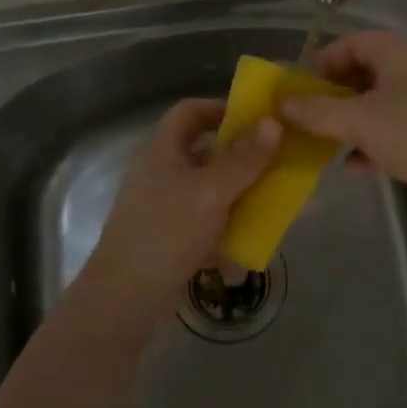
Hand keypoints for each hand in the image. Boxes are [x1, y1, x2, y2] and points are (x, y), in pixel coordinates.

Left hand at [74, 98, 279, 327]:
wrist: (126, 299)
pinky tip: (260, 234)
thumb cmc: (166, 233)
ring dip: (244, 190)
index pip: (190, 111)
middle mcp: (164, 173)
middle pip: (207, 150)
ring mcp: (168, 207)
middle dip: (244, 155)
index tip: (259, 119)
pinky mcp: (175, 238)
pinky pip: (211, 220)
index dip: (222, 108)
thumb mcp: (211, 191)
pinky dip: (234, 222)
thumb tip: (273, 122)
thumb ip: (244, 158)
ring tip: (279, 196)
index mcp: (163, 151)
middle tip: (280, 159)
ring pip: (213, 188)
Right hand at [279, 30, 406, 221]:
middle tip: (308, 116)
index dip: (322, 61)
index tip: (299, 88)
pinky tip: (355, 165)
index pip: (352, 41)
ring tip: (324, 141)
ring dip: (352, 119)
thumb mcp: (359, 121)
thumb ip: (317, 111)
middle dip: (334, 94)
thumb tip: (281, 103)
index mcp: (400, 51)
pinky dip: (374, 140)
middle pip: (366, 71)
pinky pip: (397, 127)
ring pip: (381, 102)